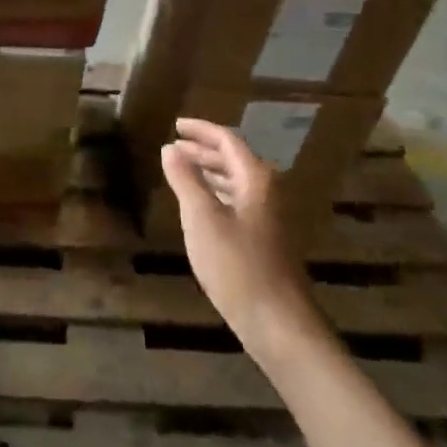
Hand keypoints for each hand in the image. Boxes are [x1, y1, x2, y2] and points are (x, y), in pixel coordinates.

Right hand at [161, 120, 318, 345]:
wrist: (276, 321)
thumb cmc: (236, 264)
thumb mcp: (201, 218)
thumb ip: (185, 180)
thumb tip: (170, 149)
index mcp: (255, 179)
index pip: (228, 140)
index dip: (201, 130)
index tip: (176, 124)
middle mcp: (266, 192)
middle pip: (234, 159)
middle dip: (203, 150)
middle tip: (173, 147)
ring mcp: (267, 217)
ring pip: (235, 182)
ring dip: (209, 171)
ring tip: (180, 170)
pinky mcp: (263, 239)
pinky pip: (236, 201)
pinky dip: (215, 193)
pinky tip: (199, 205)